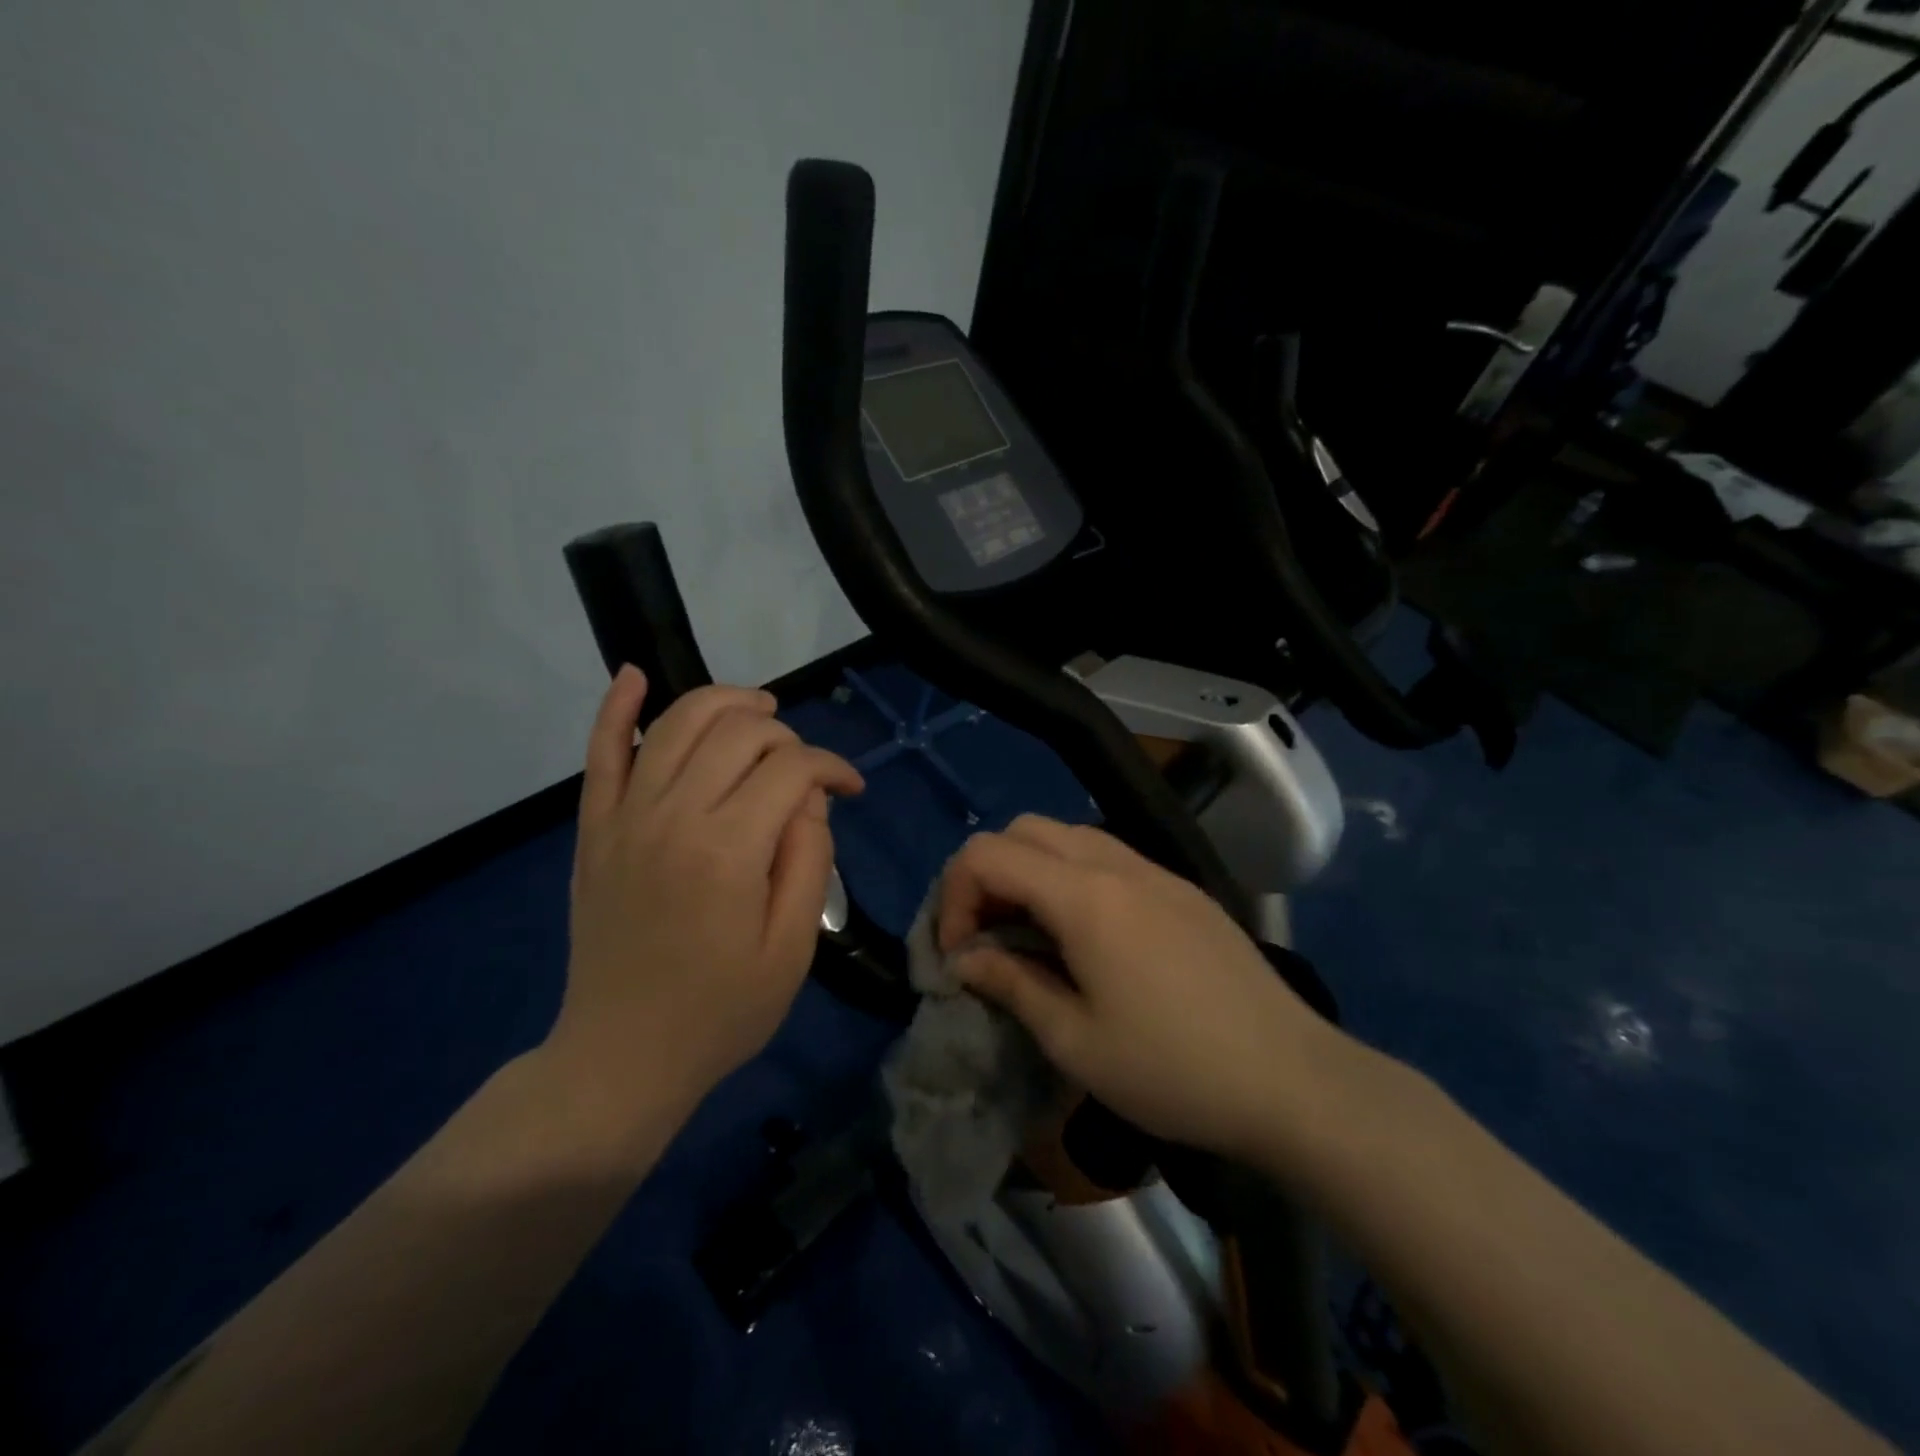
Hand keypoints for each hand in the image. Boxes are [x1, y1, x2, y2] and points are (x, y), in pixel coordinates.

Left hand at [549, 668, 863, 1125]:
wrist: (622, 1057)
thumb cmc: (721, 1011)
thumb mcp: (792, 947)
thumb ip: (809, 859)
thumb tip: (809, 798)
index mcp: (729, 849)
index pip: (792, 768)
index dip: (832, 768)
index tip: (852, 790)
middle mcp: (673, 815)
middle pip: (739, 731)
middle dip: (787, 735)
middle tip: (806, 771)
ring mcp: (625, 816)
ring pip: (678, 721)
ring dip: (726, 703)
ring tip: (760, 713)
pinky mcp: (595, 828)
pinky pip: (601, 751)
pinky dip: (617, 707)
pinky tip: (635, 675)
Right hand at [939, 815, 1349, 1164]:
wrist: (1293, 1079)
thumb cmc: (1174, 1069)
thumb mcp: (1075, 1041)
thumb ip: (1011, 983)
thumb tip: (965, 959)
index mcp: (1083, 894)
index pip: (986, 854)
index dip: (953, 897)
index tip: (958, 955)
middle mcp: (1115, 863)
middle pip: (1023, 830)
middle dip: (987, 876)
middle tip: (988, 938)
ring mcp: (1154, 870)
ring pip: (1067, 836)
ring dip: (1030, 872)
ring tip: (1032, 936)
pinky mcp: (1180, 888)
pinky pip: (1107, 856)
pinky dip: (1071, 878)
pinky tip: (1087, 938)